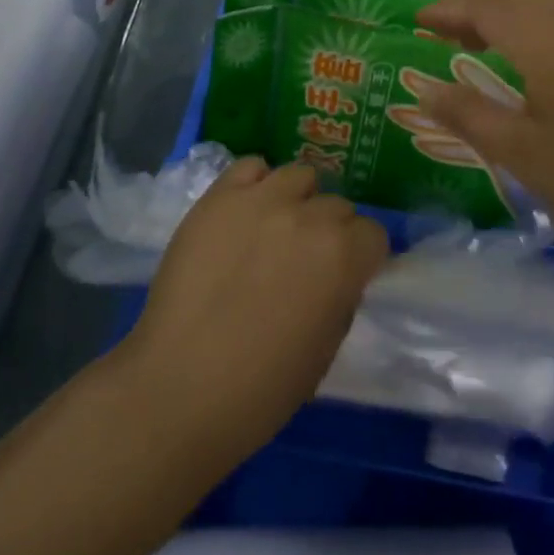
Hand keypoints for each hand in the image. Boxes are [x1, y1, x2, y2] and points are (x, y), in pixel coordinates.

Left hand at [122, 158, 388, 462]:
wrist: (180, 386)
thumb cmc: (262, 387)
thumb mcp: (327, 348)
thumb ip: (341, 297)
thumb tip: (339, 276)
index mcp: (344, 256)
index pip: (373, 234)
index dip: (361, 257)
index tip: (345, 276)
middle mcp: (310, 216)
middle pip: (337, 205)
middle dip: (329, 231)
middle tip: (304, 261)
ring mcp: (262, 200)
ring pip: (298, 177)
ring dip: (297, 201)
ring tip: (275, 230)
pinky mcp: (219, 196)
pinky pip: (250, 167)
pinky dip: (255, 184)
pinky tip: (246, 212)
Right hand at [414, 0, 553, 258]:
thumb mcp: (517, 151)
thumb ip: (466, 114)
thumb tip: (426, 90)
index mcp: (544, 40)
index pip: (485, 7)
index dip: (449, 9)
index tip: (420, 19)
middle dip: (475, 7)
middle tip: (445, 33)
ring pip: (545, 2)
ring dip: (508, 13)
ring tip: (484, 41)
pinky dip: (540, 22)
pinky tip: (537, 54)